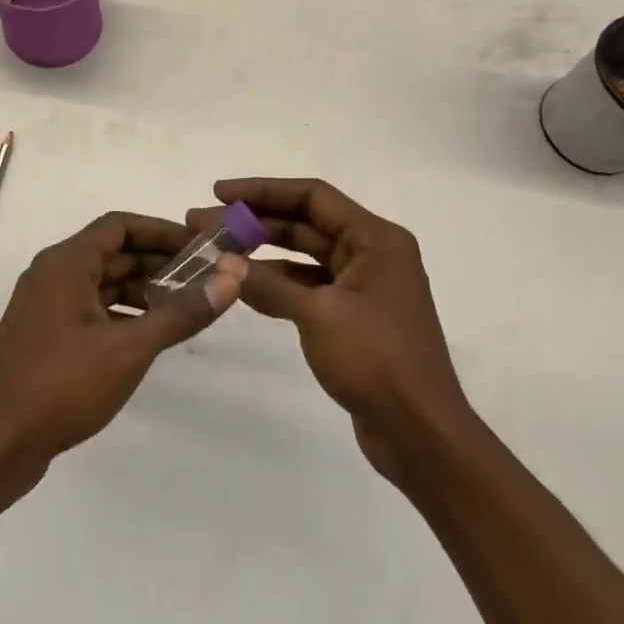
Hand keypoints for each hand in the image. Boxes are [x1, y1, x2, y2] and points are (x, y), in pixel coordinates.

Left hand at [0, 212, 246, 476]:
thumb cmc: (61, 387)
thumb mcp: (130, 349)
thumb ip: (181, 311)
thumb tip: (232, 276)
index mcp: (65, 264)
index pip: (120, 225)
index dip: (162, 231)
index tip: (200, 246)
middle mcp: (52, 274)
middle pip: (112, 252)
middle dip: (157, 262)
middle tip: (202, 278)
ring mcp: (45, 305)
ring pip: (102, 281)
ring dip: (141, 288)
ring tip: (184, 305)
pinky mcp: (45, 333)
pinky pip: (90, 306)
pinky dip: (121, 311)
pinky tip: (148, 332)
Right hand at [189, 179, 471, 482]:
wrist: (420, 433)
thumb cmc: (376, 360)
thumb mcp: (318, 315)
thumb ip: (268, 284)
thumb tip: (222, 262)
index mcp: (376, 239)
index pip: (312, 197)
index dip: (263, 190)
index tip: (219, 192)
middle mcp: (372, 253)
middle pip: (305, 223)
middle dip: (254, 222)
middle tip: (203, 224)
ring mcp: (362, 286)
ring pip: (303, 256)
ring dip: (261, 254)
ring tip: (214, 253)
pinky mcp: (352, 316)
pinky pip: (308, 288)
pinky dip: (276, 286)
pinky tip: (241, 288)